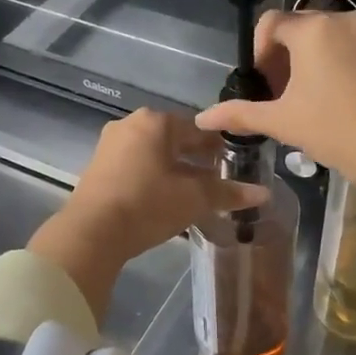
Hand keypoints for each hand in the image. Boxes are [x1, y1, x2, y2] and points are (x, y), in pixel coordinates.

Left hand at [29, 109, 264, 321]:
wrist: (91, 233)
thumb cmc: (148, 205)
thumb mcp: (194, 198)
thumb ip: (228, 192)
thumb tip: (264, 193)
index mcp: (156, 121)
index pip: (199, 128)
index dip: (220, 146)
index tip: (234, 164)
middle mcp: (131, 125)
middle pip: (175, 139)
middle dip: (196, 158)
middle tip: (217, 180)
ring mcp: (110, 145)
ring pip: (154, 153)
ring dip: (175, 169)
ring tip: (194, 193)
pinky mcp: (98, 167)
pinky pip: (136, 165)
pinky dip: (154, 177)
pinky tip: (164, 198)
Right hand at [195, 10, 355, 195]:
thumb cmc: (337, 130)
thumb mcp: (284, 122)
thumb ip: (241, 114)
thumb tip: (202, 117)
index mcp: (313, 28)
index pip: (270, 24)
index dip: (258, 55)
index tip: (263, 87)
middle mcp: (342, 18)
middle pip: (298, 30)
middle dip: (283, 60)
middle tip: (282, 99)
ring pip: (325, 40)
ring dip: (308, 65)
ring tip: (308, 104)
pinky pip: (349, 49)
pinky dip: (334, 67)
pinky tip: (337, 104)